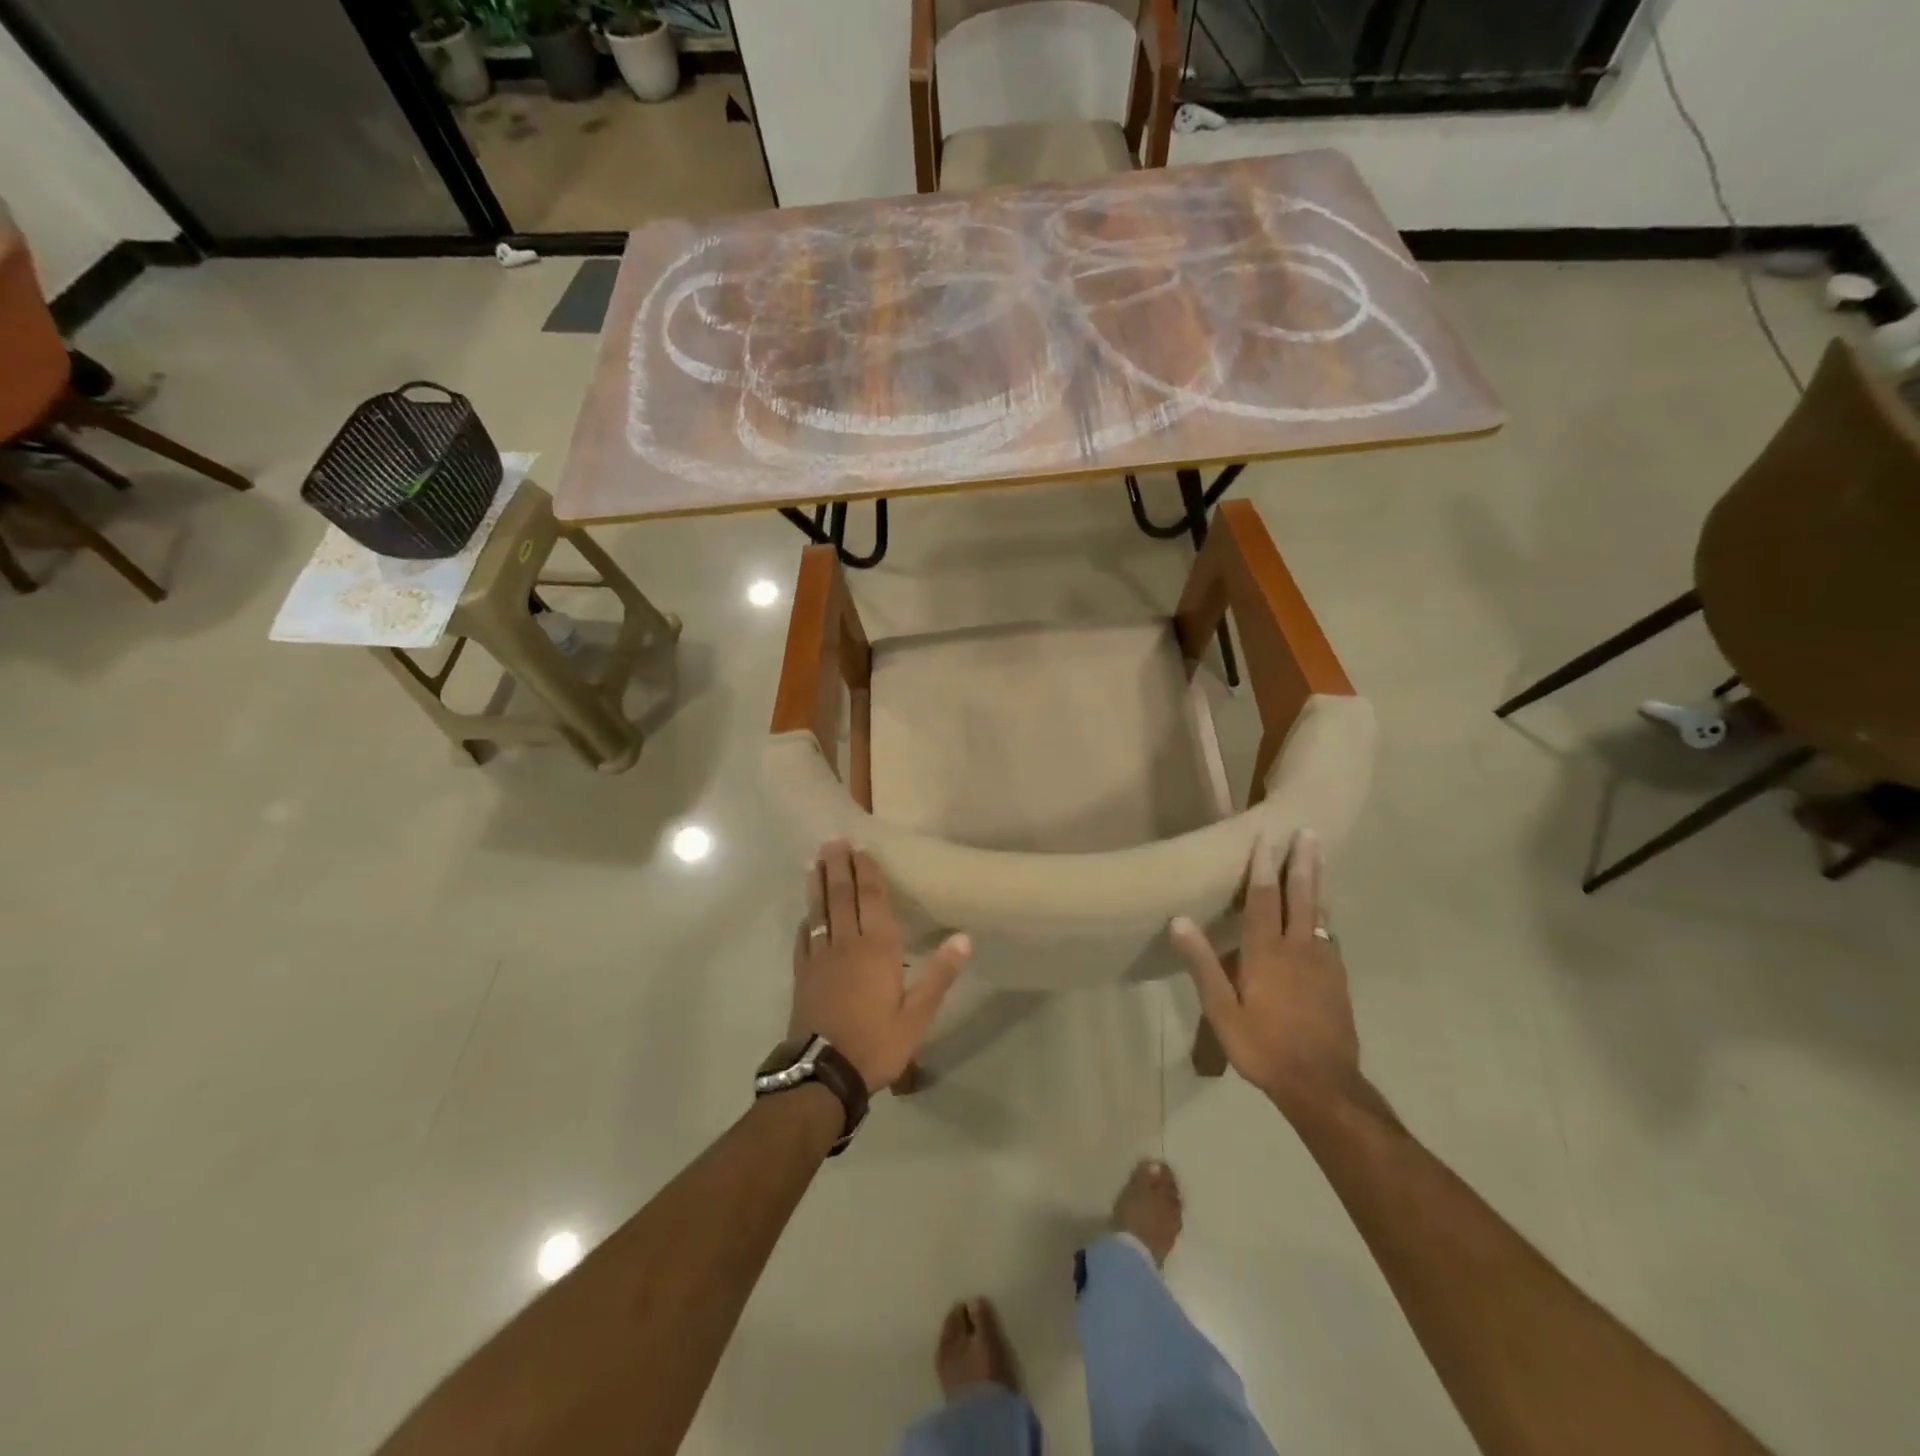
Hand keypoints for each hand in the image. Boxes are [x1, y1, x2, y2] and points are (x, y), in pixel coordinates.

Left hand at [792, 841, 971, 1090]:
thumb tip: (964, 937)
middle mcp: (846, 944)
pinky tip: (805, 914)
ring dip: (818, 885)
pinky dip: (805, 921)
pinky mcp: (802, 975)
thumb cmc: (877, 1042)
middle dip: (839, 868)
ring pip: (820, 912)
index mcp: (877, 948)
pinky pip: (803, 939)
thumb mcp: (917, 1015)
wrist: (824, 1073)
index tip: (860, 848)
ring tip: (815, 862)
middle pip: (842, 897)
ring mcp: (819, 958)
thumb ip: (939, 974)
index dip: (866, 872)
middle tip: (832, 841)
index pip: (871, 900)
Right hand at [1169, 830, 1360, 1114]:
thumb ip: (1203, 964)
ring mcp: (1323, 964)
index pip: (1264, 900)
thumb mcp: (1222, 1011)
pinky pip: (1328, 937)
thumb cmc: (1263, 1046)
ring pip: (1319, 914)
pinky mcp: (1337, 981)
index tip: (1265, 837)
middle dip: (1303, 863)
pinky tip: (1322, 919)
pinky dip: (1323, 917)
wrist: (1322, 1085)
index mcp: (1266, 953)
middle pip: (1302, 897)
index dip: (1263, 868)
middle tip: (1309, 833)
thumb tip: (1179, 920)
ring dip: (1317, 883)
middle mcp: (1298, 949)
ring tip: (1318, 860)